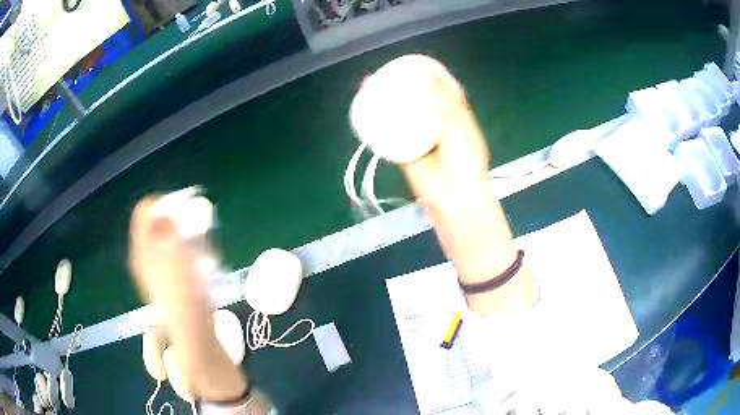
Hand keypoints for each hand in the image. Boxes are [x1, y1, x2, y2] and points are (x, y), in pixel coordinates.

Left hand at [129, 197, 209, 309]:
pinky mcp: (168, 281)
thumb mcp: (176, 252)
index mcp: (142, 248)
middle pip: (156, 224)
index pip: (145, 210)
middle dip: (176, 221)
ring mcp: (155, 270)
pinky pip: (174, 255)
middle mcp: (144, 257)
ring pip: (167, 240)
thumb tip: (164, 207)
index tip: (183, 209)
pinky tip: (199, 264)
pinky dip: (186, 252)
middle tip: (194, 230)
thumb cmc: (185, 291)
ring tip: (199, 250)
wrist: (193, 329)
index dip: (163, 203)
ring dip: (183, 237)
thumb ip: (168, 226)